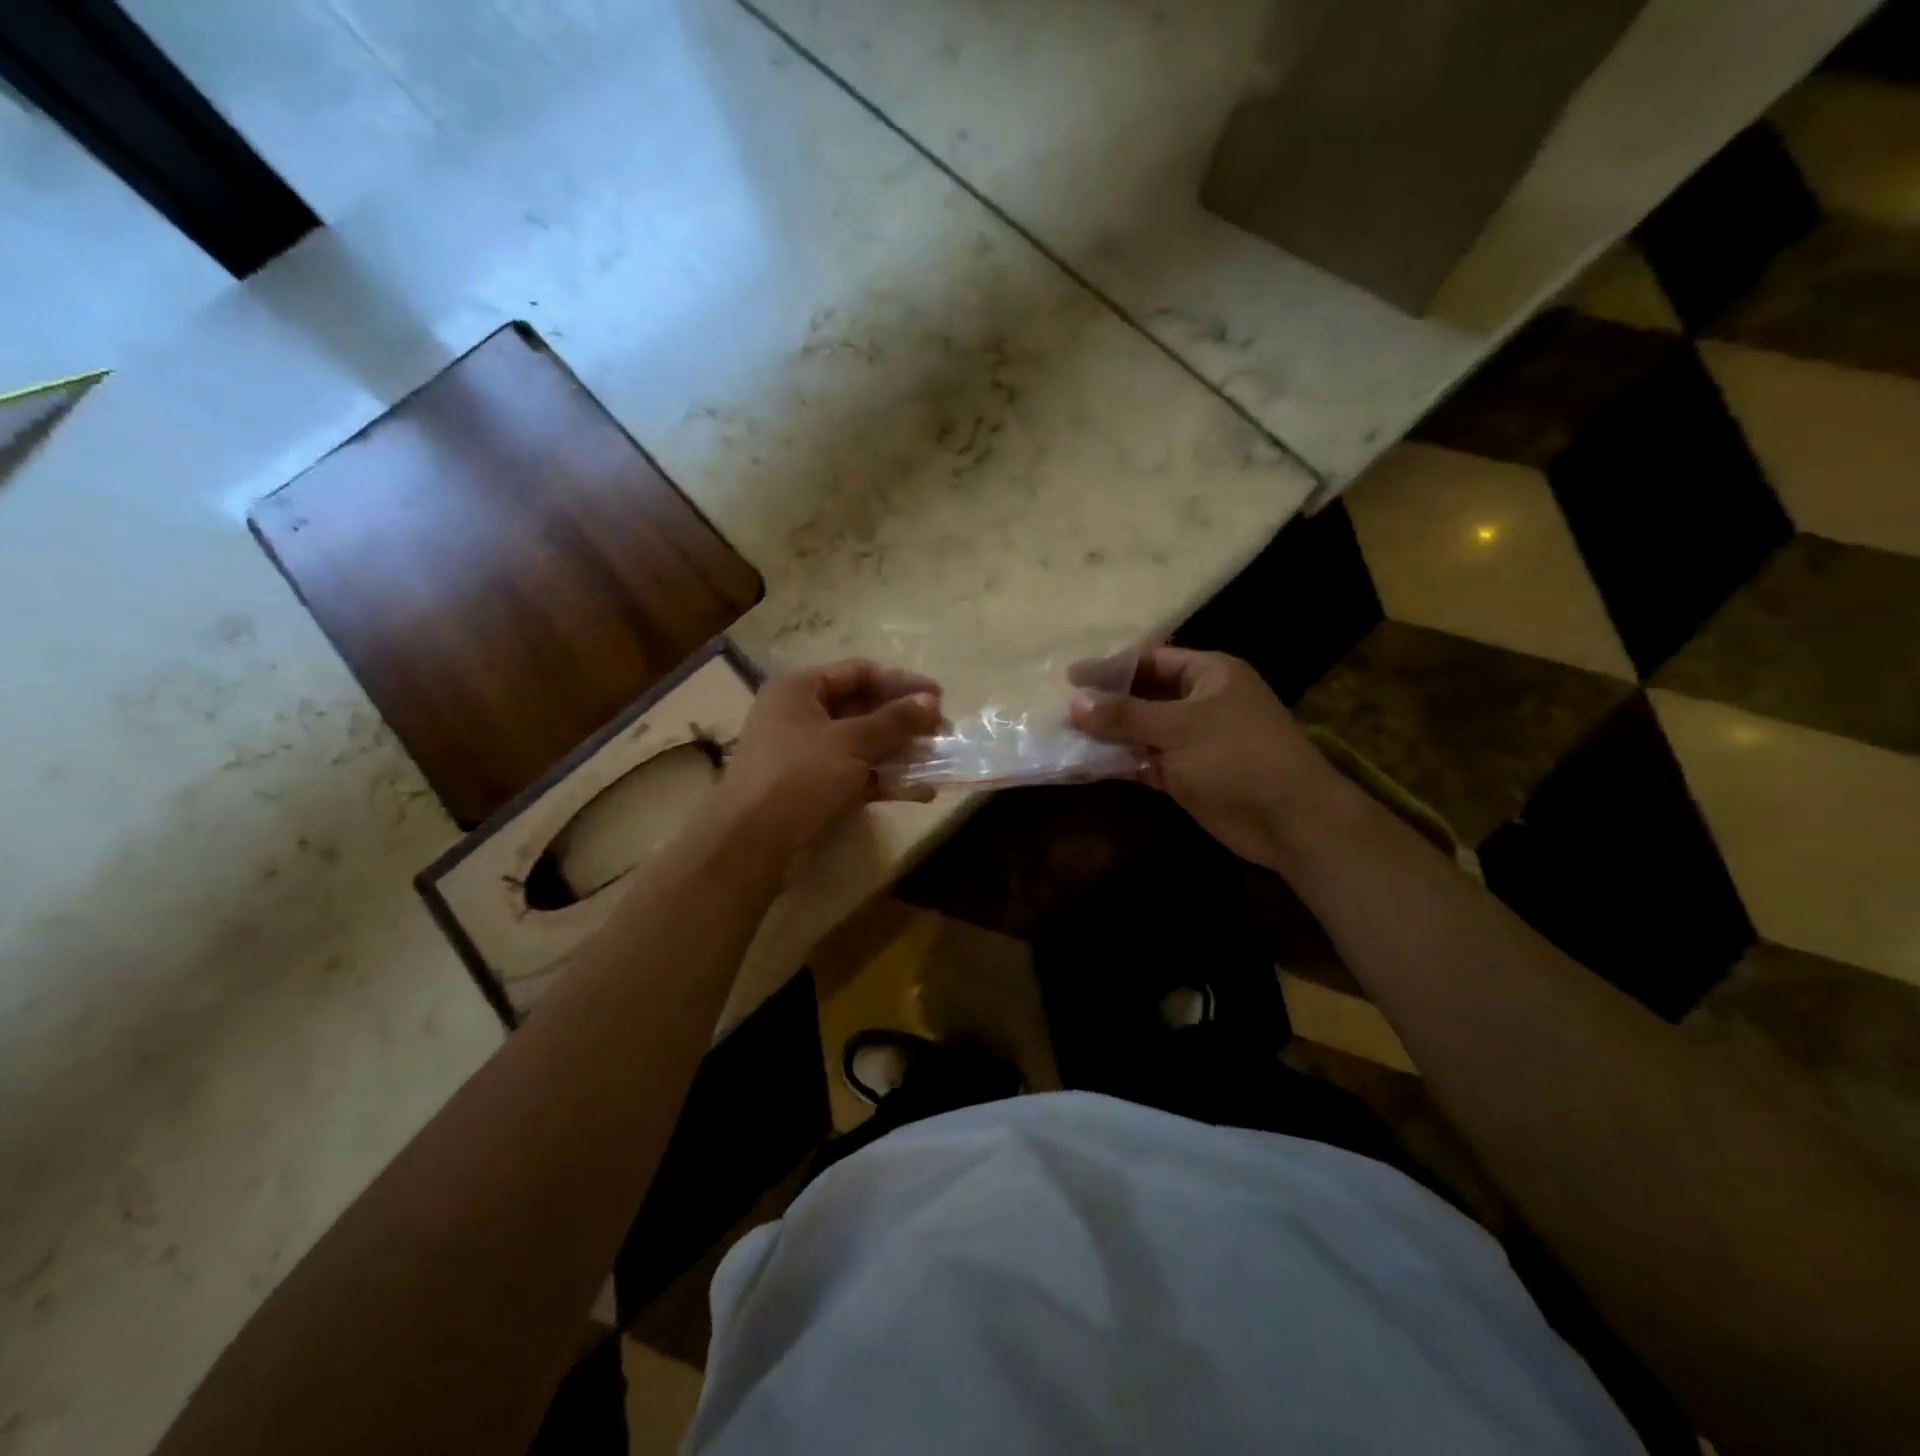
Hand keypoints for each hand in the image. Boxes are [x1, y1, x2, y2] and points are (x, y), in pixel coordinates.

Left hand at [717, 660, 941, 867]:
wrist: (753, 842)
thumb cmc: (800, 775)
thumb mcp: (851, 742)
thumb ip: (894, 720)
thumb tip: (931, 700)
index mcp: (800, 690)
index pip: (859, 673)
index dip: (901, 682)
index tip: (939, 697)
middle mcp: (801, 715)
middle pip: (863, 708)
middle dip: (905, 721)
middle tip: (943, 732)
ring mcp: (807, 754)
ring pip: (863, 745)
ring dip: (901, 752)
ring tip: (939, 762)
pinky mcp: (815, 788)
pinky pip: (857, 774)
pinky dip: (886, 780)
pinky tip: (921, 791)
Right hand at [1070, 647, 1332, 867]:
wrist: (1289, 820)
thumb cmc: (1238, 756)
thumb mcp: (1179, 727)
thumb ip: (1125, 715)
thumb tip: (1075, 704)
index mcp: (1208, 674)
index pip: (1151, 660)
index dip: (1110, 667)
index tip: (1070, 676)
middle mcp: (1199, 701)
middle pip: (1142, 695)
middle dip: (1105, 702)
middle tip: (1060, 707)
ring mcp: (1192, 740)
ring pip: (1140, 730)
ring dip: (1107, 734)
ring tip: (1062, 734)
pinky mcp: (1186, 773)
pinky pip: (1144, 760)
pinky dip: (1119, 762)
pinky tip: (1085, 763)